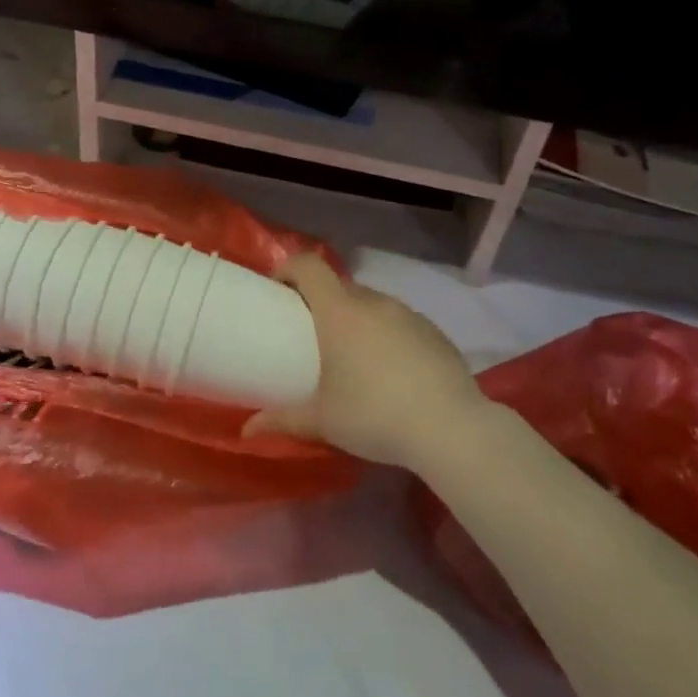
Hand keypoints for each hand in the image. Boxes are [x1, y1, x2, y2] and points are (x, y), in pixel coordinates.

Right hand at [244, 252, 493, 470]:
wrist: (450, 428)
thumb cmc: (374, 415)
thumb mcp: (323, 421)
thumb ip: (283, 420)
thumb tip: (247, 430)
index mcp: (340, 312)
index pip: (308, 266)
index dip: (288, 268)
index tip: (277, 289)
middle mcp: (374, 303)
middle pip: (340, 286)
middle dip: (321, 300)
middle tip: (311, 333)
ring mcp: (408, 314)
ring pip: (372, 304)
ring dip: (356, 319)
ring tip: (351, 355)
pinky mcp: (434, 332)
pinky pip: (399, 322)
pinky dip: (386, 335)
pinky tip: (390, 371)